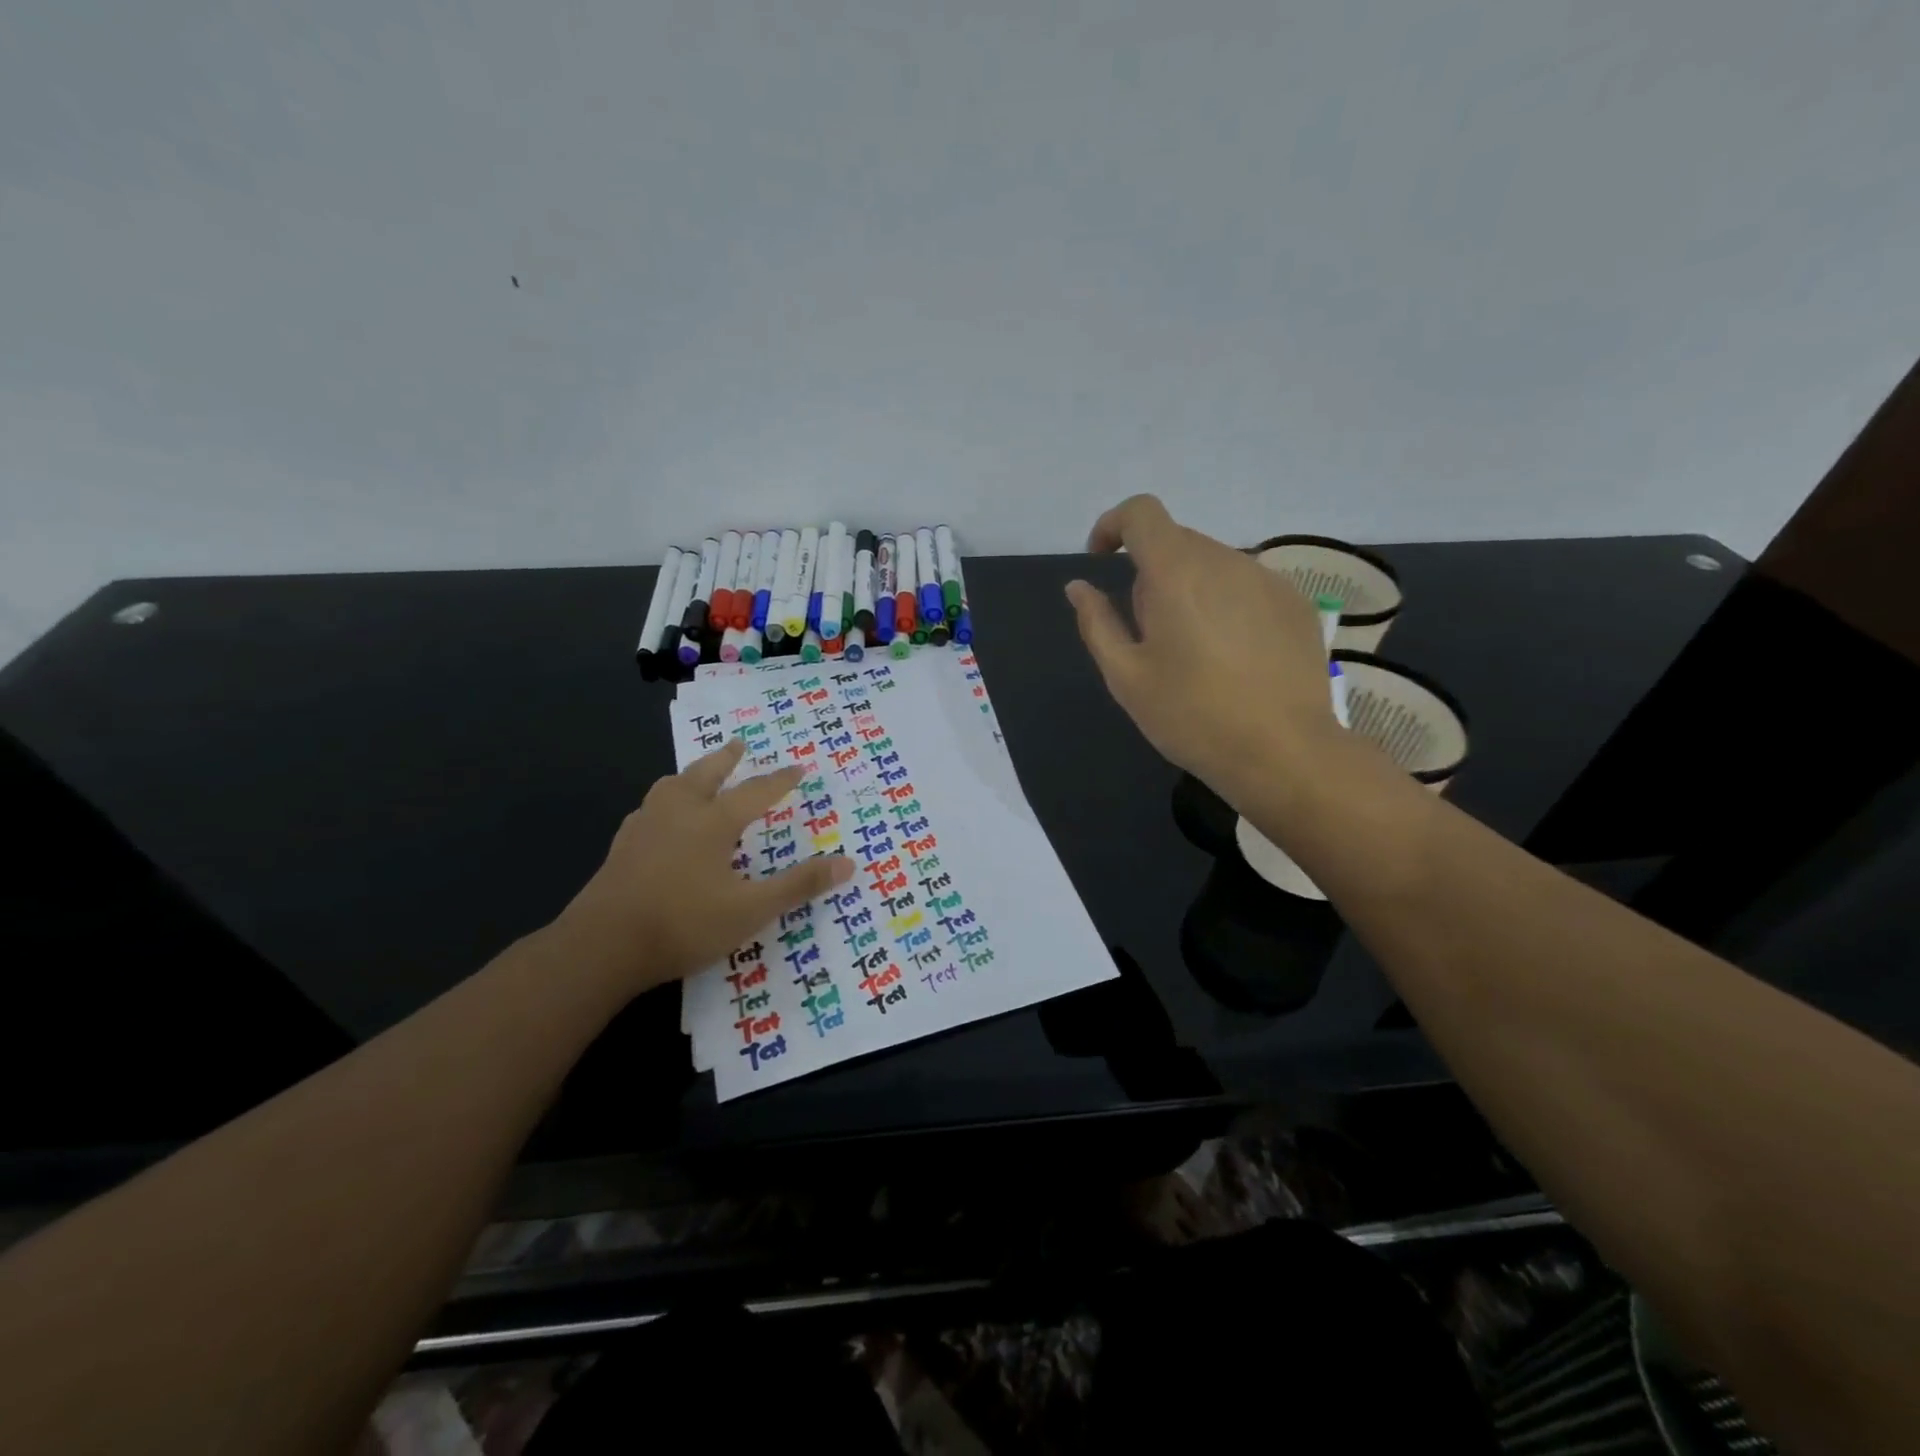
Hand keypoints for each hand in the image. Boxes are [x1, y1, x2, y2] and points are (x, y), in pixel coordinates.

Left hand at [556, 740, 853, 991]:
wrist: (601, 947)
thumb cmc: (683, 924)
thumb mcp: (751, 910)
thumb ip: (798, 885)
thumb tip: (848, 862)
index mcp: (712, 822)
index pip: (756, 792)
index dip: (780, 780)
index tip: (799, 767)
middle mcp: (678, 814)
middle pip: (705, 774)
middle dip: (726, 759)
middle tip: (739, 744)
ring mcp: (644, 828)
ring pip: (669, 787)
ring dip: (690, 776)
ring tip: (696, 777)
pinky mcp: (621, 848)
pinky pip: (648, 810)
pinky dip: (663, 804)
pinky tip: (660, 821)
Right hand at [1065, 495, 1338, 796]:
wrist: (1284, 752)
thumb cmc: (1191, 716)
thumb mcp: (1126, 677)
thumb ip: (1097, 623)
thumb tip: (1079, 587)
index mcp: (1177, 573)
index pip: (1142, 513)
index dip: (1114, 526)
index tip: (1103, 561)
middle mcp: (1226, 560)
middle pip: (1176, 542)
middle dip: (1150, 573)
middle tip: (1147, 632)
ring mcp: (1268, 579)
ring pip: (1213, 564)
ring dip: (1190, 589)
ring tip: (1193, 651)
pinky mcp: (1295, 603)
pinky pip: (1246, 585)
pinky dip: (1226, 604)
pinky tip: (1232, 657)